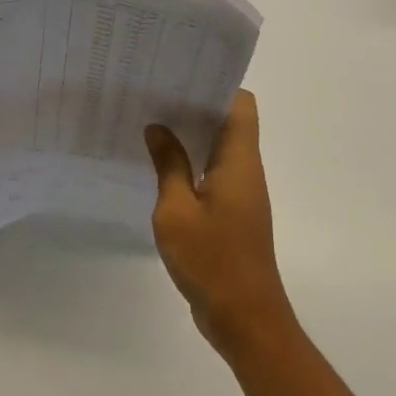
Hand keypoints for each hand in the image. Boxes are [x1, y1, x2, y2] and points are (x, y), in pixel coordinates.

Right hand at [146, 92, 294, 358]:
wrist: (245, 319)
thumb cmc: (212, 260)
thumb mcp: (177, 210)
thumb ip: (169, 165)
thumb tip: (158, 128)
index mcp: (239, 161)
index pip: (241, 104)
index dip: (215, 84)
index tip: (179, 76)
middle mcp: (245, 170)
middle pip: (228, 122)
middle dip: (195, 105)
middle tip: (154, 94)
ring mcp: (241, 193)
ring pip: (219, 148)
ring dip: (191, 135)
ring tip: (150, 123)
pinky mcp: (233, 214)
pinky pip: (213, 174)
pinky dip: (191, 163)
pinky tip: (159, 167)